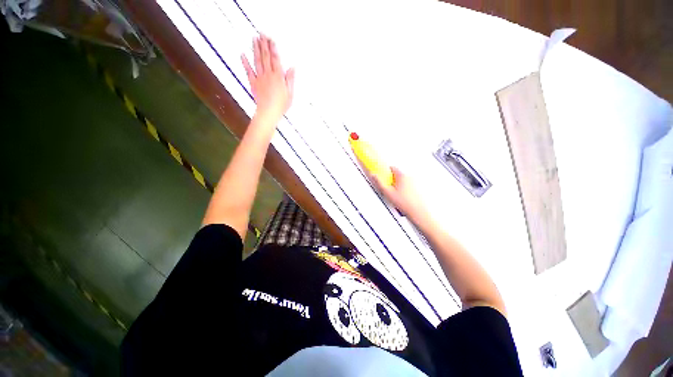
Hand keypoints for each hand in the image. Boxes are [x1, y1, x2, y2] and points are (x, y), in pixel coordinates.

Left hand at [242, 35, 294, 122]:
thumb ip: (290, 79)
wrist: (269, 112)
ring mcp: (259, 78)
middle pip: (265, 57)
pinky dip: (245, 62)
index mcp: (278, 76)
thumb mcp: (290, 93)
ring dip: (255, 49)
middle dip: (264, 44)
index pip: (275, 59)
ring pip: (257, 60)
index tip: (271, 39)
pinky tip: (242, 54)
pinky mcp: (253, 83)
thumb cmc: (281, 105)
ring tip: (254, 39)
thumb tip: (292, 68)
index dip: (273, 48)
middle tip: (261, 34)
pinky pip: (248, 71)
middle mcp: (268, 74)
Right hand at [371, 167, 427, 219]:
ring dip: (398, 185)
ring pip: (403, 180)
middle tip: (388, 188)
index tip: (382, 176)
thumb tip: (373, 176)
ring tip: (395, 195)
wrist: (417, 212)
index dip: (385, 171)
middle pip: (397, 174)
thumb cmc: (405, 203)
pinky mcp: (418, 189)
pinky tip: (402, 197)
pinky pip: (408, 186)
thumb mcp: (387, 192)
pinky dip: (404, 189)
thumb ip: (379, 182)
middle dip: (391, 180)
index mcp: (402, 175)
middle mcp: (410, 177)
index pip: (392, 168)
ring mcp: (415, 182)